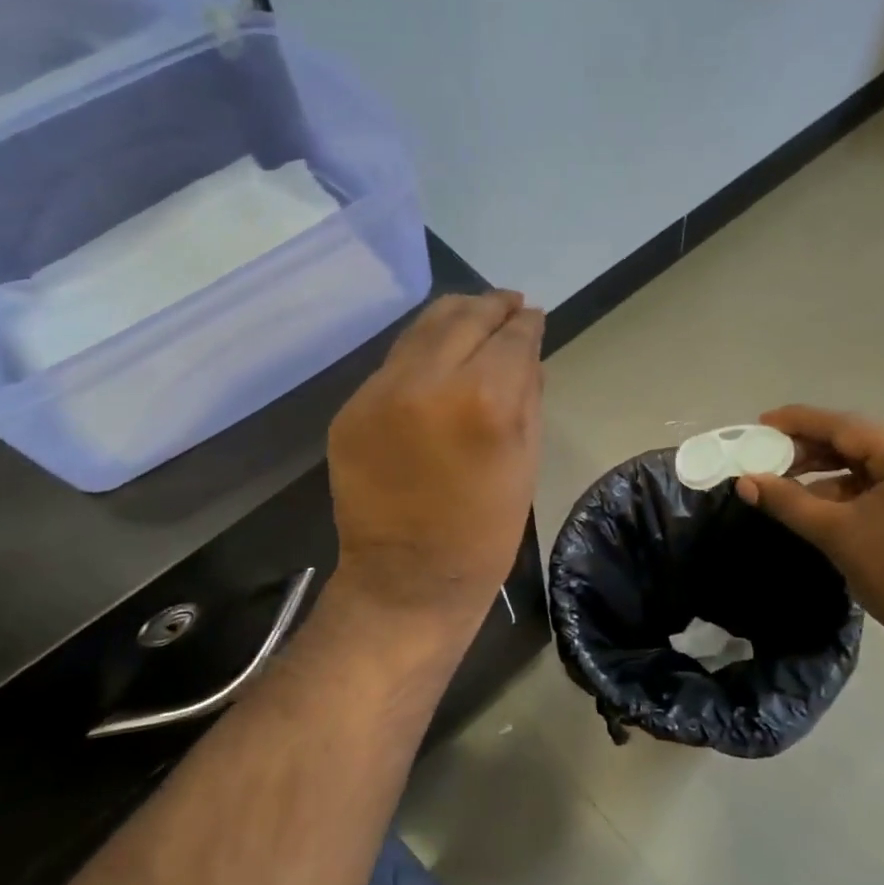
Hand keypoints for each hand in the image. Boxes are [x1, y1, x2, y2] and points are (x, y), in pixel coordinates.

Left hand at [326, 292, 544, 625]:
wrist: (406, 580)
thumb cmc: (484, 530)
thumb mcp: (526, 461)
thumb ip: (528, 394)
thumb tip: (526, 350)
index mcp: (483, 400)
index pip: (511, 336)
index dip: (527, 323)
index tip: (534, 316)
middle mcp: (426, 382)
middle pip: (463, 317)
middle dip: (491, 305)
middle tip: (509, 304)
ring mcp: (378, 394)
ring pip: (421, 330)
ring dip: (454, 318)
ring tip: (475, 318)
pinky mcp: (349, 411)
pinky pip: (393, 365)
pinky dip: (421, 355)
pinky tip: (437, 363)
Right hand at [737, 405, 883, 652]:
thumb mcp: (836, 533)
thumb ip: (788, 501)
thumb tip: (744, 481)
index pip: (844, 426)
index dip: (798, 422)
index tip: (760, 423)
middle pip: (853, 441)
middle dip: (806, 447)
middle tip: (764, 453)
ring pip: (860, 465)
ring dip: (820, 470)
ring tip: (779, 477)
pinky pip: (870, 486)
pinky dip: (838, 490)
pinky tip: (809, 501)